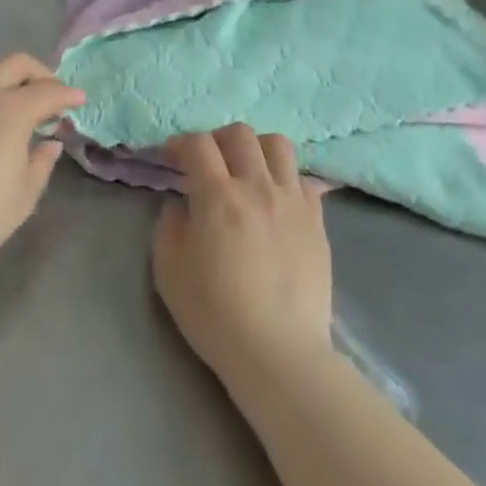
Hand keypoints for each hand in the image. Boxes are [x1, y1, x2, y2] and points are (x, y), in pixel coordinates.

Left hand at [0, 51, 84, 255]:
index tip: (76, 100)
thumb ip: (41, 161)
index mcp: (10, 110)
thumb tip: (49, 142)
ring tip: (0, 90)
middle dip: (38, 74)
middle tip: (45, 92)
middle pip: (15, 63)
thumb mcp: (24, 194)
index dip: (67, 94)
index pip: (48, 91)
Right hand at [152, 125, 334, 386]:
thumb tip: (181, 205)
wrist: (277, 351)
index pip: (197, 145)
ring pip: (278, 146)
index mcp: (217, 197)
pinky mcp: (317, 221)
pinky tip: (275, 199)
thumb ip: (169, 226)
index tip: (171, 158)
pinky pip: (304, 179)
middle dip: (216, 140)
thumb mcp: (168, 270)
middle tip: (206, 162)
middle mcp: (257, 187)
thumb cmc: (214, 313)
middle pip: (240, 135)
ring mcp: (293, 201)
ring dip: (255, 149)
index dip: (179, 144)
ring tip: (245, 171)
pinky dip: (285, 178)